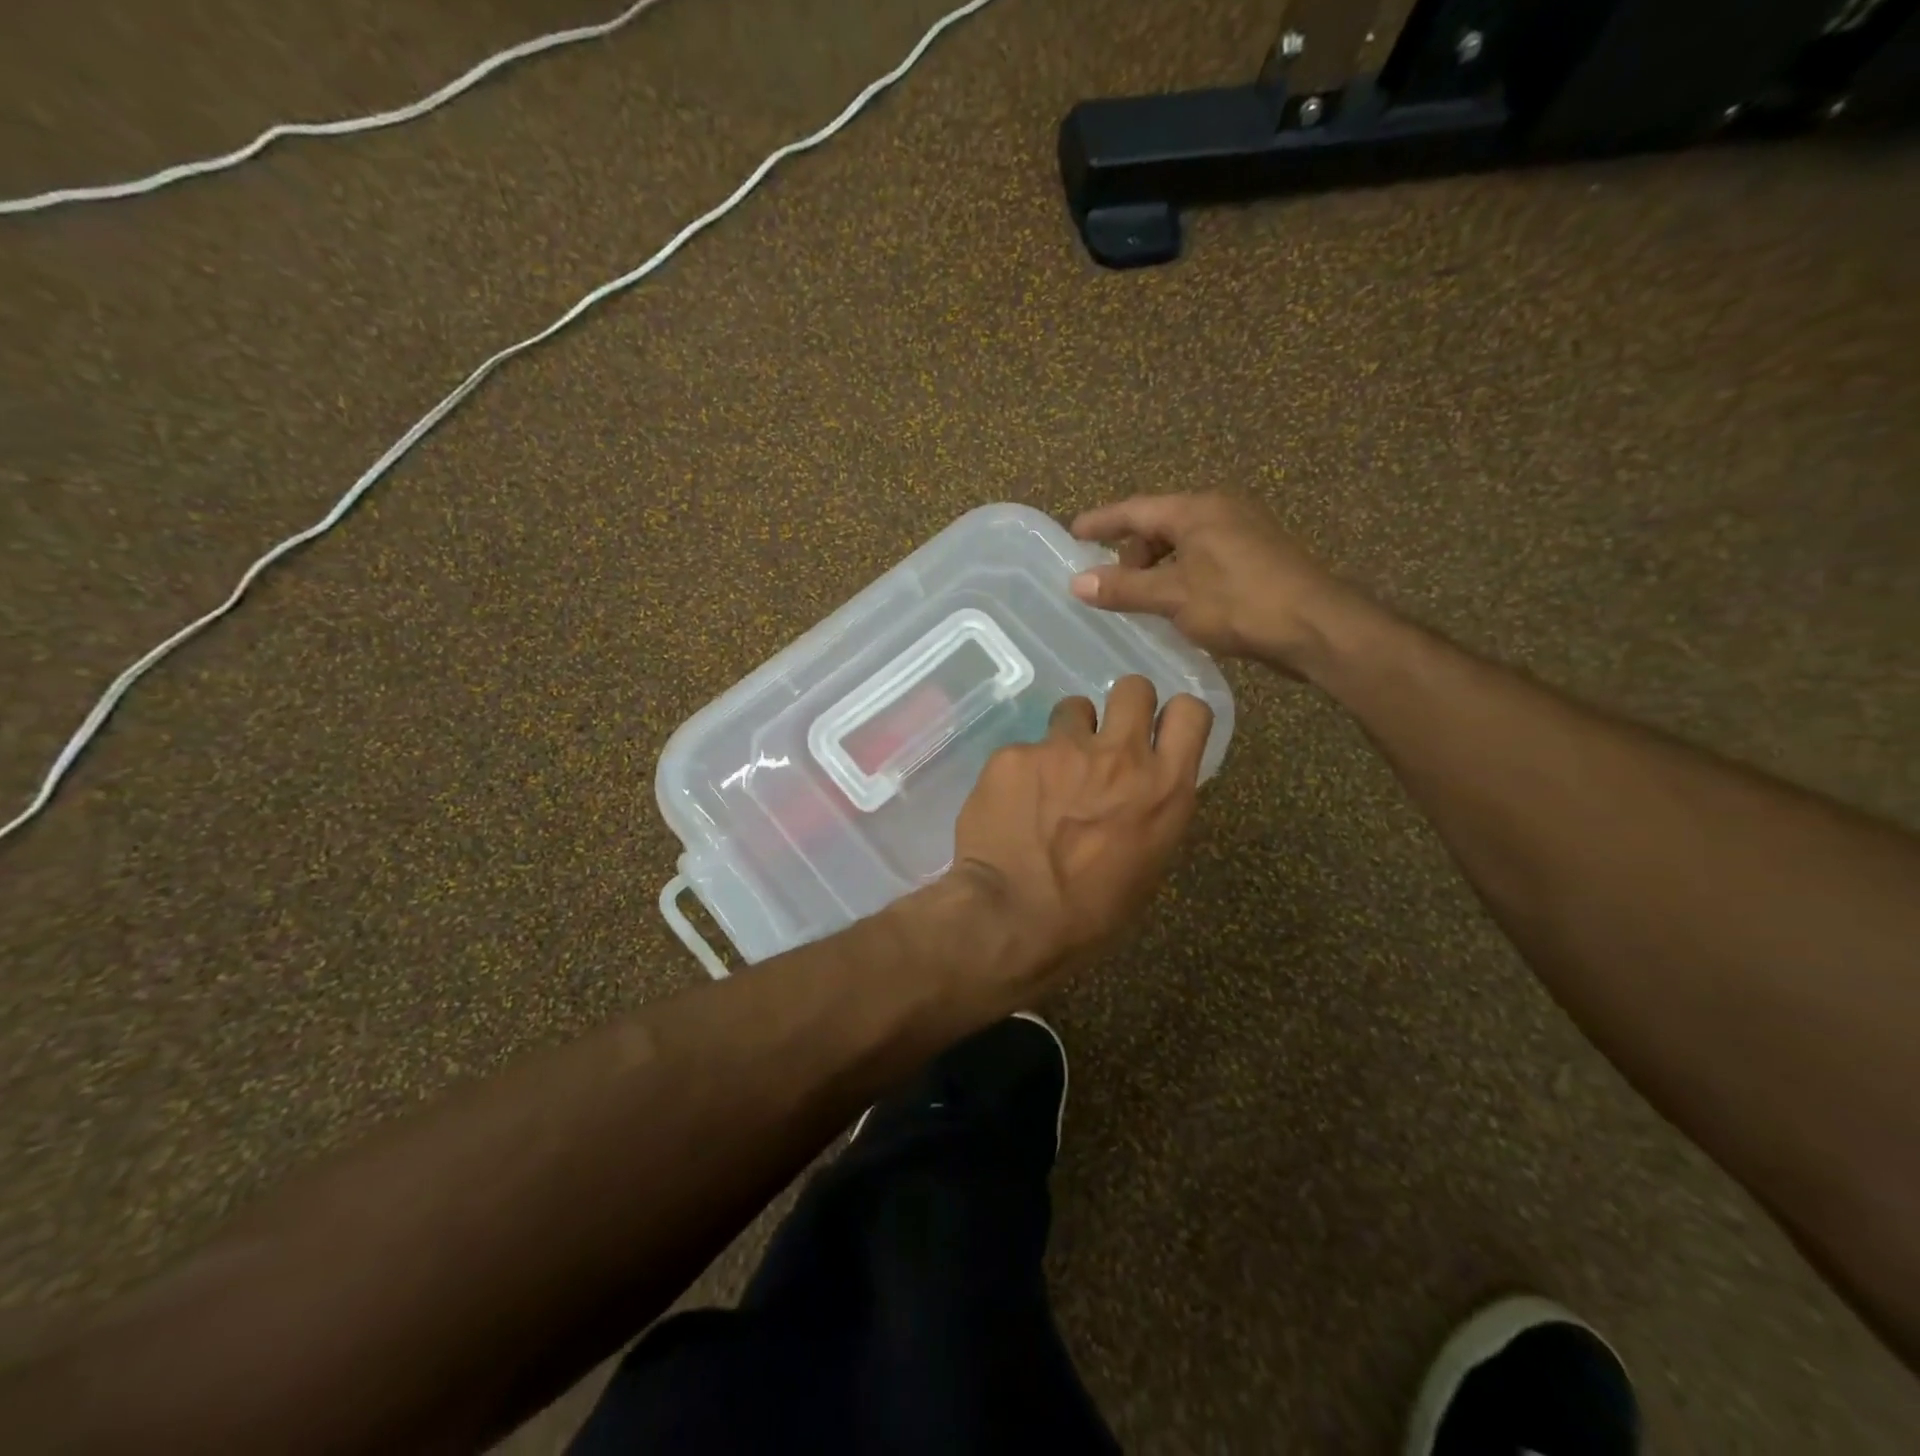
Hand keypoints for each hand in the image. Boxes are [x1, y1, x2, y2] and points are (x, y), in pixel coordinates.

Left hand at [950, 675, 1210, 989]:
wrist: (1011, 917)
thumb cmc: (1089, 915)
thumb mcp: (1146, 868)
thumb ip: (1150, 814)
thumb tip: (1138, 795)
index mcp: (1164, 789)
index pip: (1191, 712)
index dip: (1175, 716)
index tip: (1159, 731)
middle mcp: (1120, 756)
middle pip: (1134, 687)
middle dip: (1123, 705)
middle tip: (1105, 739)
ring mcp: (1063, 749)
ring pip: (1074, 708)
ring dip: (1069, 734)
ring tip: (1051, 773)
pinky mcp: (1015, 754)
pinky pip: (1024, 748)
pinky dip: (1021, 770)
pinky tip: (1009, 805)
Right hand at [1068, 492, 1366, 677]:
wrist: (1317, 627)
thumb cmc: (1240, 603)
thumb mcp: (1173, 596)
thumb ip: (1124, 588)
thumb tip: (1077, 582)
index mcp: (1197, 509)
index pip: (1135, 509)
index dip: (1101, 522)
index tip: (1073, 533)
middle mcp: (1221, 510)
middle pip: (1161, 524)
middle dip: (1132, 552)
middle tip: (1112, 584)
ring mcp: (1244, 531)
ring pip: (1185, 543)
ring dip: (1158, 568)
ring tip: (1143, 600)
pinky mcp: (1258, 557)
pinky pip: (1205, 558)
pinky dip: (1182, 575)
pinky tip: (1178, 605)